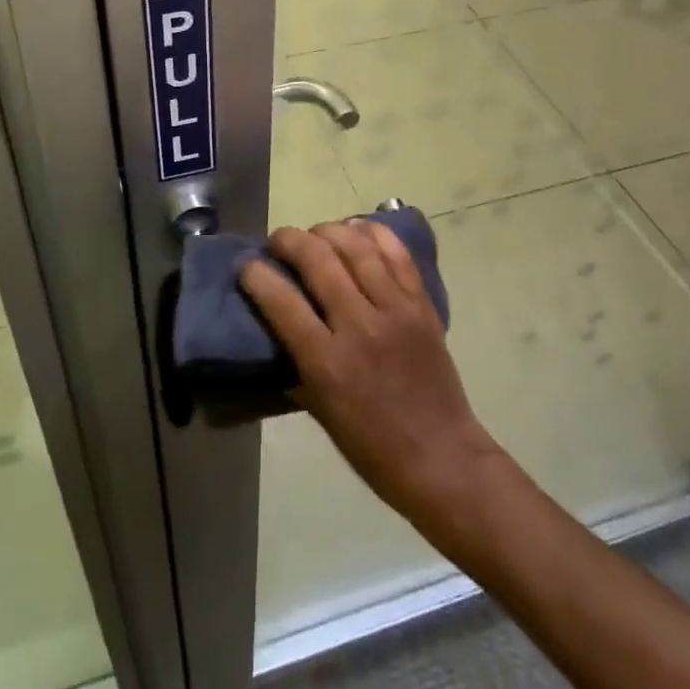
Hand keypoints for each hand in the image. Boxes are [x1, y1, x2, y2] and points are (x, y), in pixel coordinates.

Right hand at [242, 220, 504, 521]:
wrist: (442, 458)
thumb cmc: (373, 447)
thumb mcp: (320, 411)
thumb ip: (296, 365)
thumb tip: (275, 330)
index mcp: (327, 363)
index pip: (282, 301)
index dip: (256, 275)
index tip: (247, 266)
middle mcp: (360, 326)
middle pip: (317, 259)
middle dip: (288, 240)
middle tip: (278, 242)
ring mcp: (395, 309)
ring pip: (355, 246)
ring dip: (327, 230)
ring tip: (315, 235)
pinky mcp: (421, 304)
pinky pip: (396, 252)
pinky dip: (372, 232)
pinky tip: (356, 230)